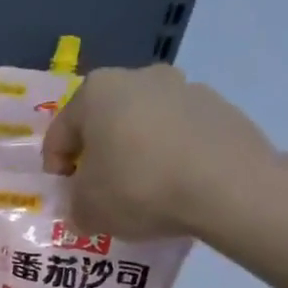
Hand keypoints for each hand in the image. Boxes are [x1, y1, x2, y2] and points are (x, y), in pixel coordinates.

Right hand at [42, 65, 281, 239]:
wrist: (231, 188)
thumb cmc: (140, 187)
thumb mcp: (88, 210)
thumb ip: (75, 207)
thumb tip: (83, 208)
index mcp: (96, 91)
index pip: (60, 133)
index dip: (56, 167)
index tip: (65, 194)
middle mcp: (139, 77)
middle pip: (105, 122)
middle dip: (99, 154)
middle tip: (100, 190)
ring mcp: (186, 89)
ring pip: (145, 125)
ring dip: (137, 152)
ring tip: (142, 192)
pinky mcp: (222, 109)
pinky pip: (181, 135)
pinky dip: (172, 156)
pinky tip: (176, 187)